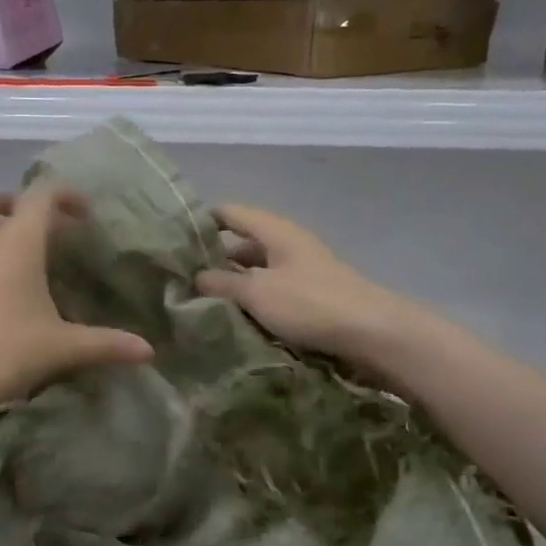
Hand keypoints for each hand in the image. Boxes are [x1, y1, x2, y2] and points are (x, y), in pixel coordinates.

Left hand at [0, 184, 153, 421]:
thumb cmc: (1, 352)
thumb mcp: (60, 348)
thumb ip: (105, 344)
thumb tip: (148, 351)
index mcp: (15, 243)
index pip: (40, 194)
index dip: (65, 194)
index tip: (84, 214)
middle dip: (12, 201)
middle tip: (38, 231)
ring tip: (21, 268)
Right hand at [196, 203, 410, 359]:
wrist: (372, 333)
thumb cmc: (310, 303)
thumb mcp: (257, 292)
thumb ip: (222, 282)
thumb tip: (195, 276)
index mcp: (274, 230)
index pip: (229, 212)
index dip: (201, 221)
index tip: (172, 239)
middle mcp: (287, 243)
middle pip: (241, 242)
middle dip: (212, 258)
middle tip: (179, 278)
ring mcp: (300, 269)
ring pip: (256, 270)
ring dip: (232, 283)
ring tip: (199, 301)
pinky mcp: (309, 295)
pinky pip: (271, 290)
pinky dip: (252, 299)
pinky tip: (234, 317)